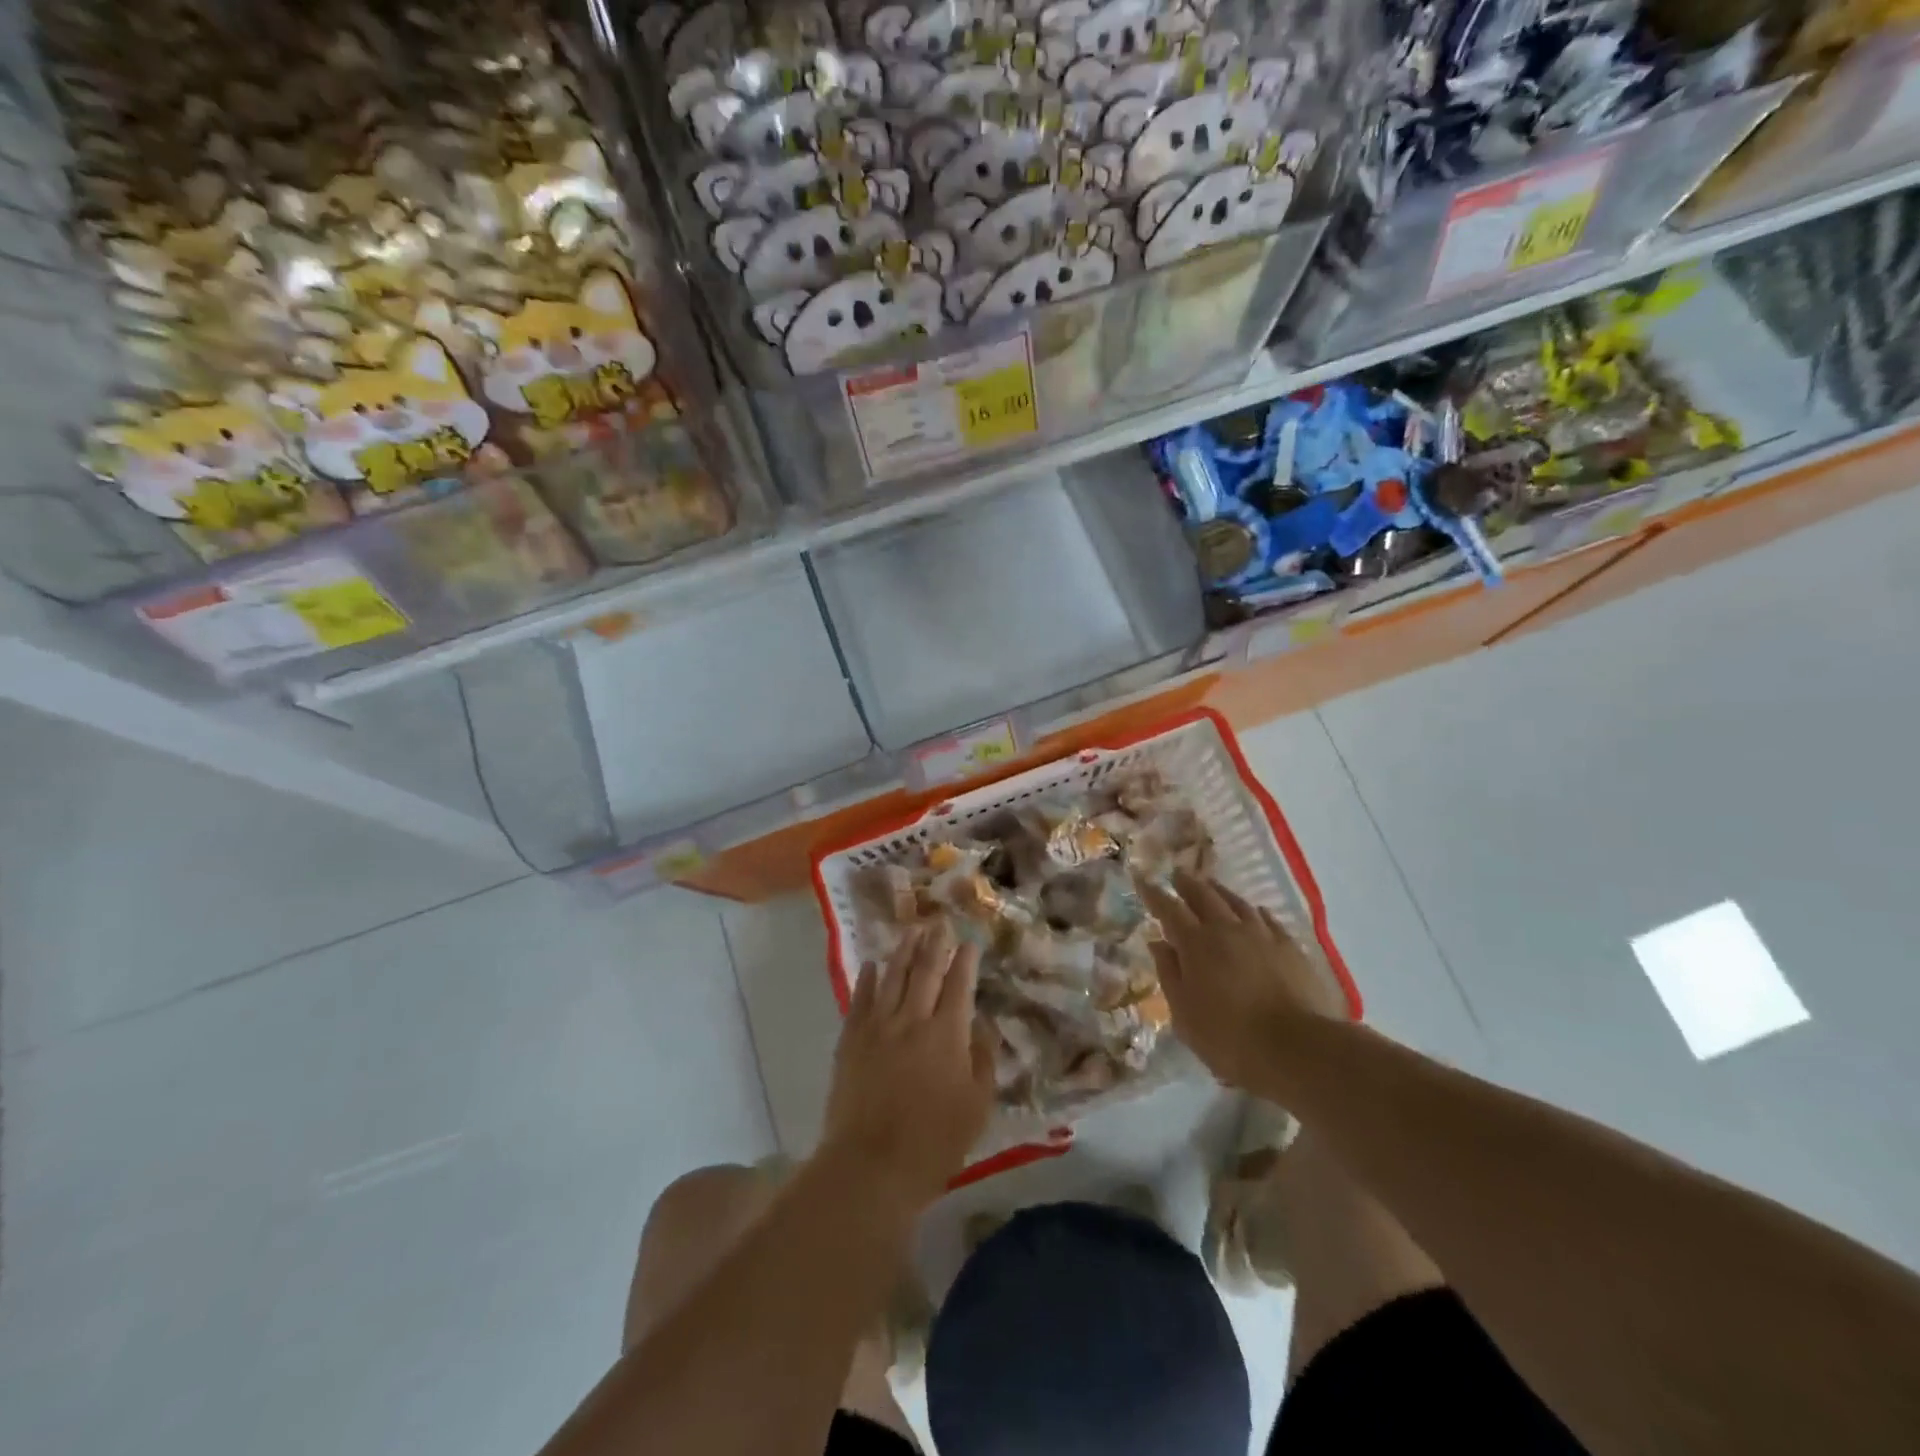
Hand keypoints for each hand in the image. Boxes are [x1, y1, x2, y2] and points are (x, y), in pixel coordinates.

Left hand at [819, 921, 995, 1211]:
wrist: (870, 1166)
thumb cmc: (933, 1143)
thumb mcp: (977, 1107)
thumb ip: (983, 1060)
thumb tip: (983, 1024)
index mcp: (947, 1034)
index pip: (959, 985)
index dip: (964, 960)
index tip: (969, 941)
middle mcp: (912, 1019)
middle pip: (925, 971)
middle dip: (935, 943)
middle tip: (940, 922)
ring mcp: (878, 1026)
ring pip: (892, 976)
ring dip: (903, 950)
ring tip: (912, 930)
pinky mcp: (851, 1040)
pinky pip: (859, 999)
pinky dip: (867, 978)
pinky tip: (871, 963)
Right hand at [1140, 869, 1346, 1089]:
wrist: (1298, 1049)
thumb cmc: (1229, 1038)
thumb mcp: (1184, 1014)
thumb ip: (1169, 974)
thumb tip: (1158, 944)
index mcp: (1196, 944)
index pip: (1169, 909)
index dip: (1154, 894)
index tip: (1143, 880)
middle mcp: (1227, 929)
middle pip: (1204, 896)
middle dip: (1188, 883)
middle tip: (1178, 873)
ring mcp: (1262, 935)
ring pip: (1237, 902)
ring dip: (1220, 891)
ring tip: (1211, 886)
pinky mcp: (1290, 947)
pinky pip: (1268, 919)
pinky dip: (1256, 912)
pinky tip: (1256, 912)